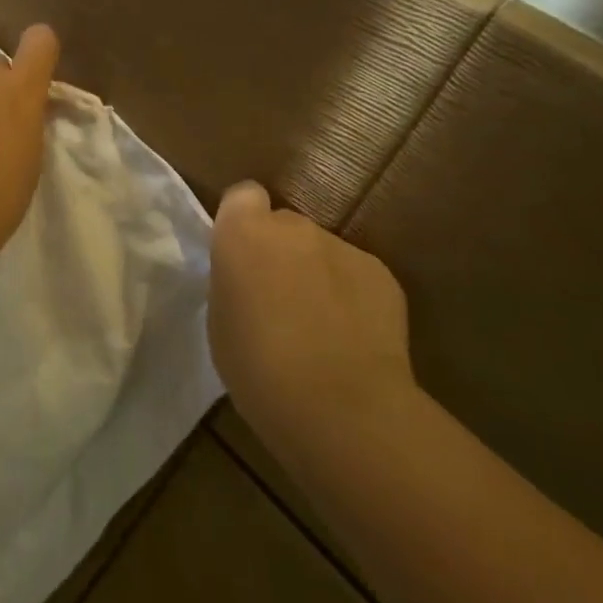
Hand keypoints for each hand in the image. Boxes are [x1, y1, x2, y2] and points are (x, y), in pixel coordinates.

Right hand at [209, 181, 414, 446]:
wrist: (341, 406)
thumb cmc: (258, 368)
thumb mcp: (221, 321)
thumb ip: (235, 283)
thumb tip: (251, 279)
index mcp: (244, 233)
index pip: (242, 196)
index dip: (243, 222)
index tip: (242, 257)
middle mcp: (293, 226)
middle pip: (284, 225)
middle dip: (281, 253)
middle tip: (278, 301)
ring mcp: (342, 246)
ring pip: (322, 252)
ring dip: (317, 275)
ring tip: (320, 328)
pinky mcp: (381, 273)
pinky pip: (356, 276)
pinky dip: (351, 297)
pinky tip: (353, 339)